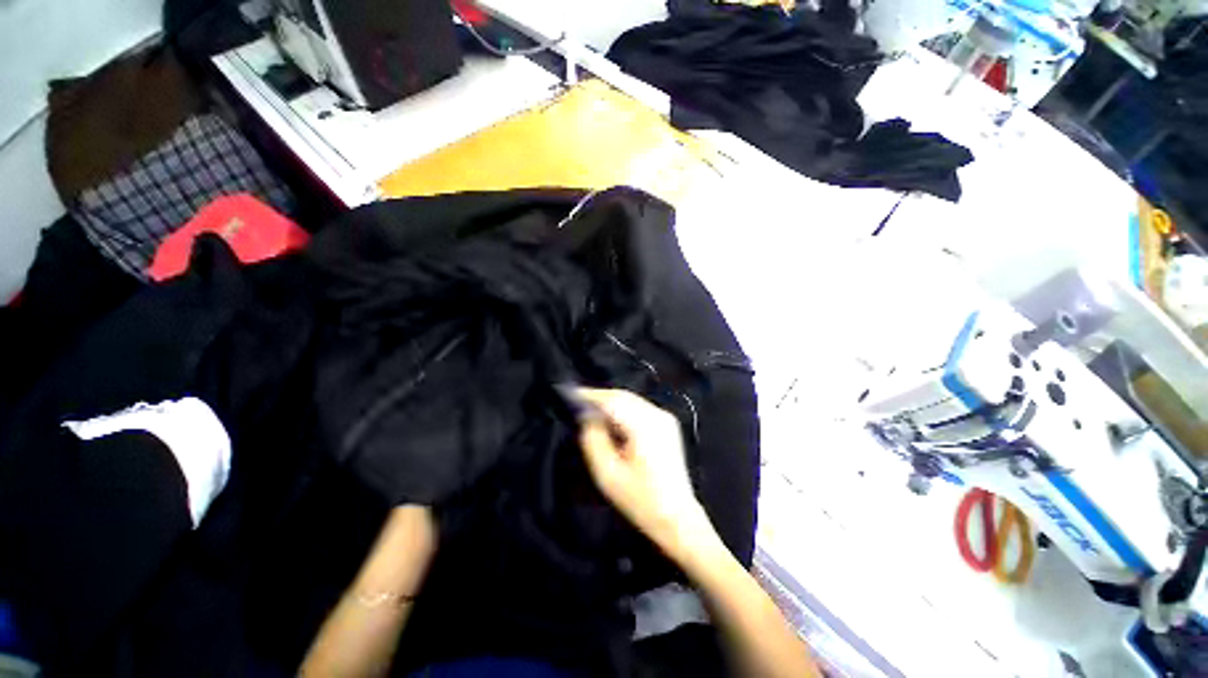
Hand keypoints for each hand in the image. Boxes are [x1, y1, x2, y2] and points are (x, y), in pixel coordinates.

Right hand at [576, 388, 712, 553]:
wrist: (677, 517)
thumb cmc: (639, 499)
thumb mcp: (607, 474)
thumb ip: (593, 440)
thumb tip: (586, 417)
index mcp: (644, 425)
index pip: (612, 400)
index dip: (590, 395)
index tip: (570, 394)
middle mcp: (657, 415)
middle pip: (623, 396)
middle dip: (599, 397)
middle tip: (577, 402)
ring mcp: (665, 417)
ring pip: (631, 400)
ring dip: (610, 402)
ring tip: (590, 410)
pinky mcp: (668, 423)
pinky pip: (639, 407)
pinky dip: (623, 409)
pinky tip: (611, 419)